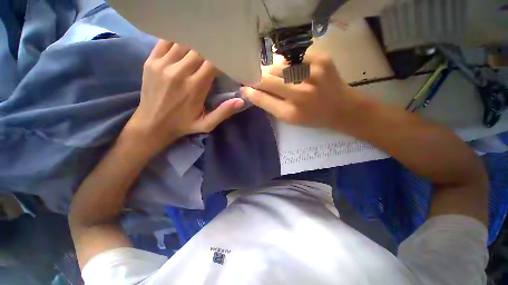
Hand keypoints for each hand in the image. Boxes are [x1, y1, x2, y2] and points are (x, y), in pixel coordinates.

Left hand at [126, 40, 243, 154]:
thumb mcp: (206, 124)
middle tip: (215, 51)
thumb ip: (223, 112)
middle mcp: (179, 72)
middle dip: (209, 49)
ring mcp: (162, 64)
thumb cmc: (183, 124)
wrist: (152, 124)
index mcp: (195, 87)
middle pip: (198, 49)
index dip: (220, 58)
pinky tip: (183, 44)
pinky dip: (177, 40)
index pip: (212, 63)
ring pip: (183, 42)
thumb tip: (240, 101)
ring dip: (194, 43)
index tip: (225, 59)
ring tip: (201, 47)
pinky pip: (165, 42)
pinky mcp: (151, 61)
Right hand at [242, 54, 362, 131]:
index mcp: (291, 113)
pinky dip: (288, 61)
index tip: (244, 87)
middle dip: (258, 77)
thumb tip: (251, 90)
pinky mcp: (322, 59)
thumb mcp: (289, 118)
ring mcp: (312, 74)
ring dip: (272, 70)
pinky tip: (291, 69)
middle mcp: (301, 94)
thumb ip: (269, 104)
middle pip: (268, 79)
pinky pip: (293, 55)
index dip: (251, 91)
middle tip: (257, 78)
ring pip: (278, 65)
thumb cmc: (312, 117)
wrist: (341, 107)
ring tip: (277, 76)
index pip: (262, 98)